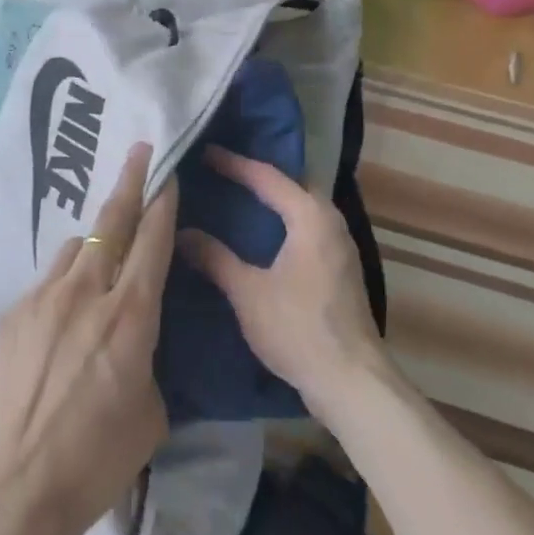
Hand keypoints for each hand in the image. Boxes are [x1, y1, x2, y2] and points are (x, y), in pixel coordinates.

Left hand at [0, 143, 174, 534]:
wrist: (14, 488)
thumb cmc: (97, 460)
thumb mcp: (151, 410)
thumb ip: (147, 353)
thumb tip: (134, 331)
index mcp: (130, 315)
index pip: (152, 240)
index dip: (163, 203)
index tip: (168, 174)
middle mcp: (87, 291)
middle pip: (112, 220)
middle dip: (129, 180)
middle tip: (138, 149)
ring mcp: (43, 297)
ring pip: (77, 246)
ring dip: (96, 241)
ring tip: (103, 255)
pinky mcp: (13, 313)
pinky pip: (49, 280)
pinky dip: (65, 281)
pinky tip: (64, 313)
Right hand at [178, 146, 386, 418]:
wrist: (351, 381)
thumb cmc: (298, 328)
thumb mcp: (247, 292)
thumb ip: (215, 258)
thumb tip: (181, 232)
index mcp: (310, 216)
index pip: (267, 177)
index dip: (234, 164)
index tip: (205, 153)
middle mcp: (331, 221)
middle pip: (292, 185)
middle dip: (258, 177)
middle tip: (222, 172)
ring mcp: (340, 246)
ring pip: (302, 208)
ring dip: (274, 200)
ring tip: (238, 198)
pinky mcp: (341, 269)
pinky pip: (308, 229)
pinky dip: (284, 222)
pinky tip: (263, 237)